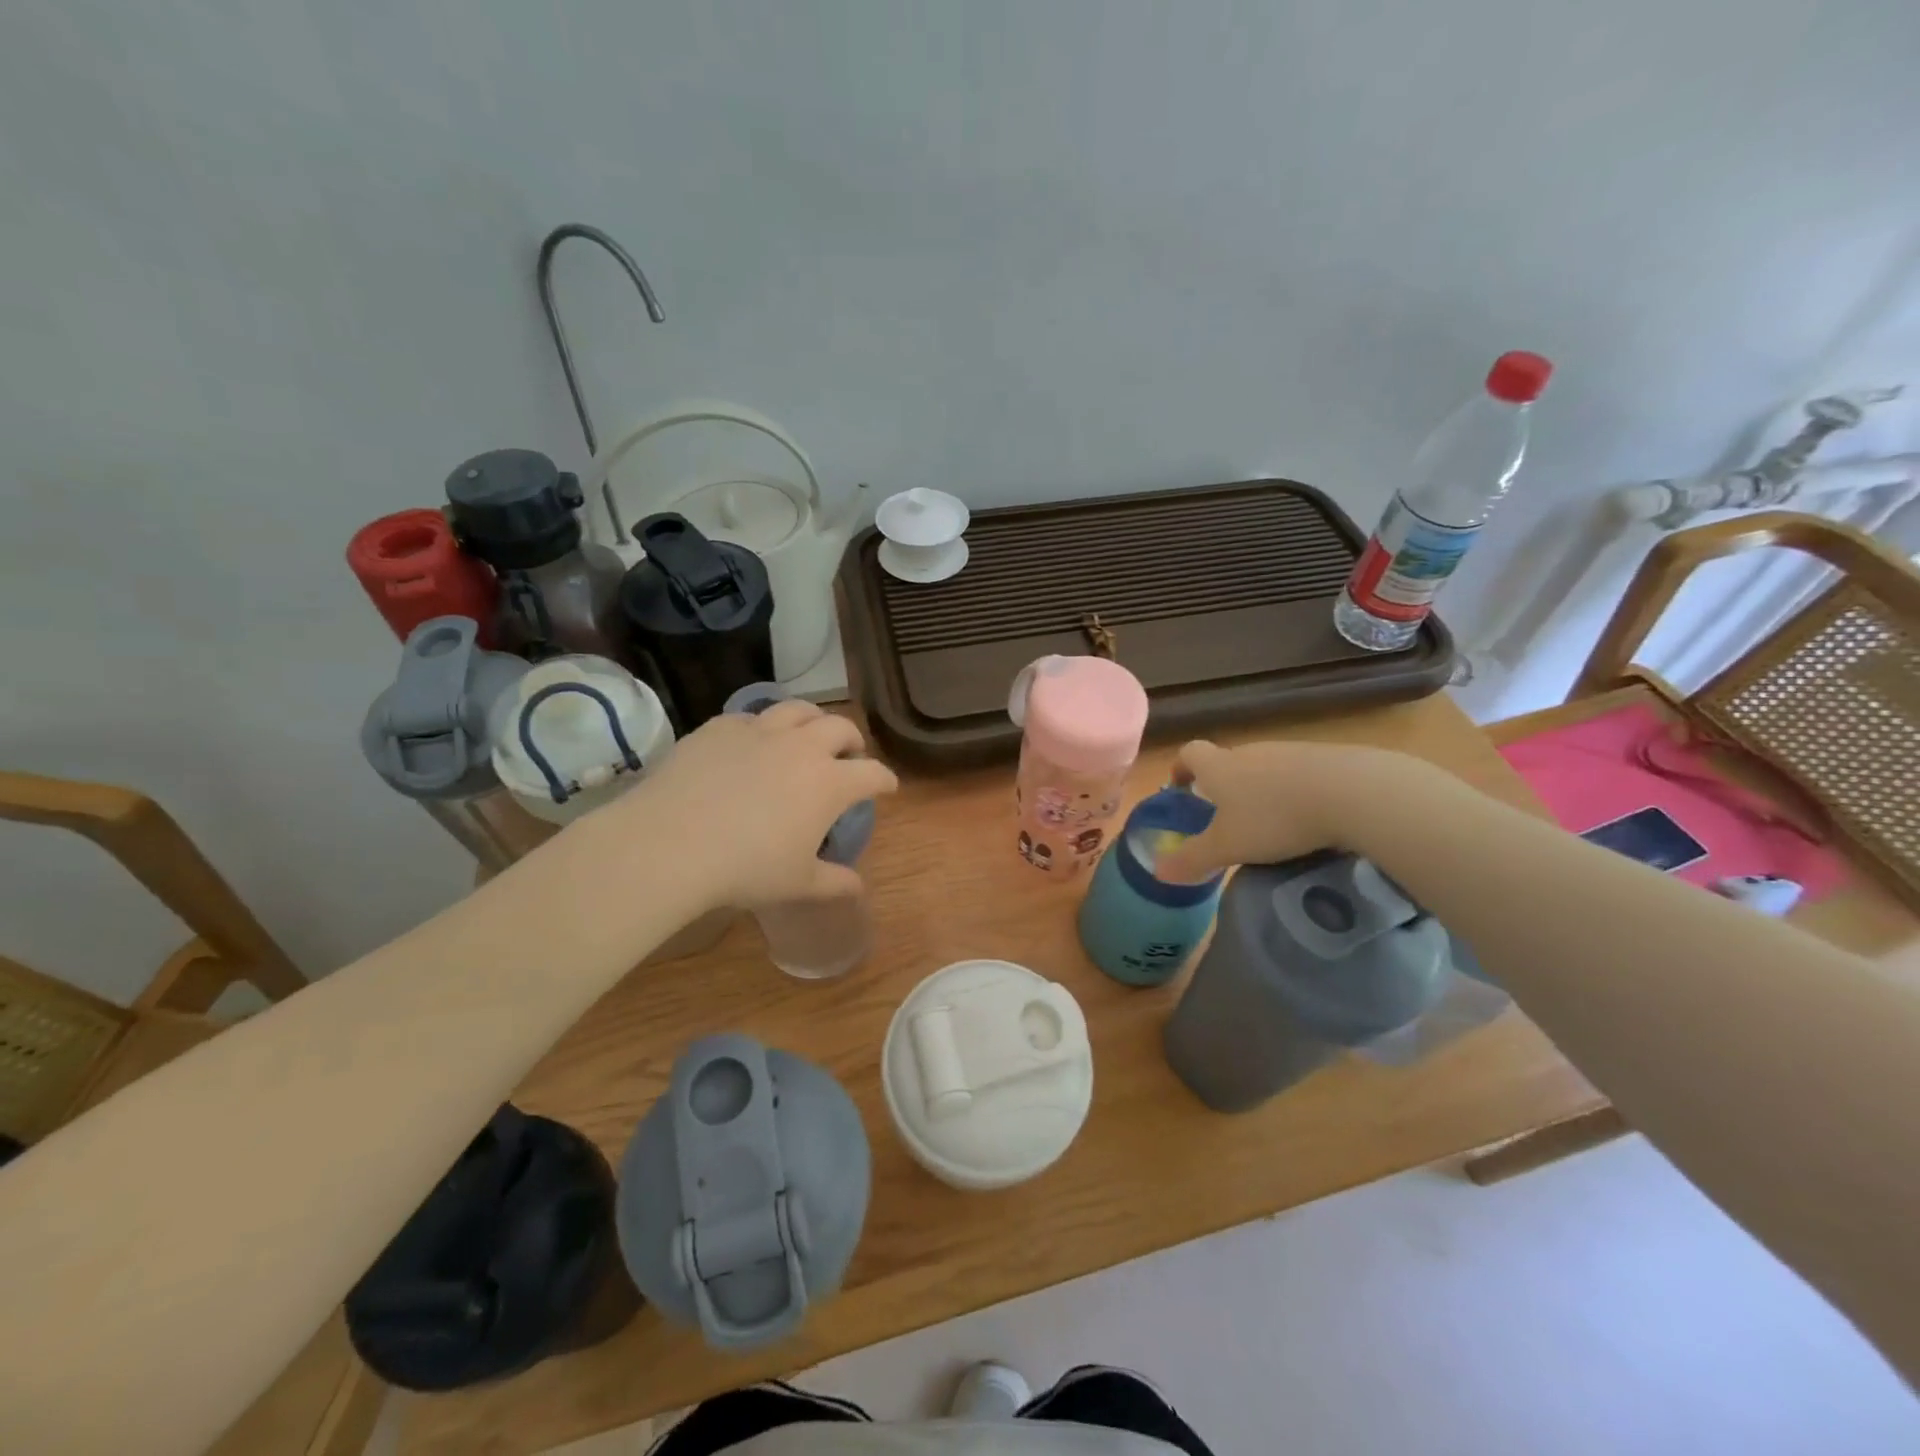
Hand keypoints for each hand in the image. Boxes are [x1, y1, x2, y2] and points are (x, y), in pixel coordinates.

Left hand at [609, 700, 897, 909]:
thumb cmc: (746, 868)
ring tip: (808, 734)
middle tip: (848, 755)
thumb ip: (834, 882)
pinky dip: (762, 727)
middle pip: (841, 728)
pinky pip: (751, 717)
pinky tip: (753, 743)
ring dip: (813, 720)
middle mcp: (802, 747)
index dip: (885, 780)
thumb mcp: (798, 883)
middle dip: (852, 740)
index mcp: (830, 782)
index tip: (887, 787)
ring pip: (798, 710)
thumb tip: (858, 886)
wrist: (671, 843)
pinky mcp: (721, 727)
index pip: (873, 773)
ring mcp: (760, 731)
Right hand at [1155, 738, 1406, 881]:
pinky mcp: (1326, 758)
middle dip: (1222, 784)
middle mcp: (1250, 751)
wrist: (1353, 793)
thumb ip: (1192, 859)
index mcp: (1219, 767)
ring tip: (1270, 822)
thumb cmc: (1275, 818)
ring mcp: (1290, 752)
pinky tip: (1309, 819)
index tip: (1181, 787)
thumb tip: (1158, 872)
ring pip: (1264, 768)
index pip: (1189, 753)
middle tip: (1225, 816)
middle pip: (1227, 760)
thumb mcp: (1227, 847)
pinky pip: (1300, 774)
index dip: (1181, 768)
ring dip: (1261, 789)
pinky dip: (1295, 792)